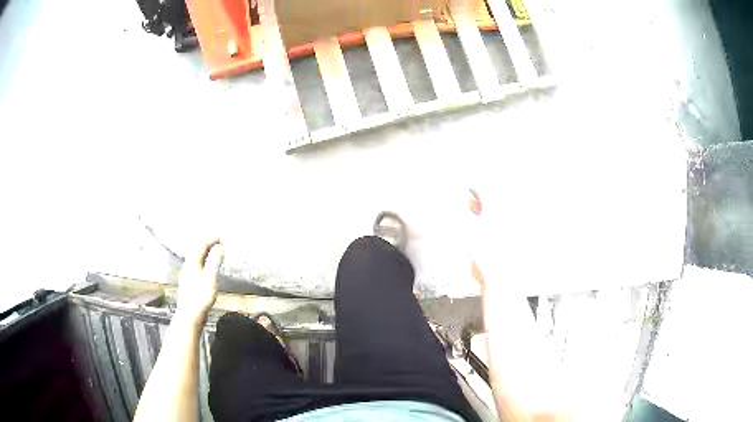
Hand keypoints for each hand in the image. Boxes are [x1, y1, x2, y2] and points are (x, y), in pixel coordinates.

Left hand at [175, 239, 224, 326]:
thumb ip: (214, 261)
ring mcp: (188, 274)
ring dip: (207, 253)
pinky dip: (205, 262)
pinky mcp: (189, 282)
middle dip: (210, 244)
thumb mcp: (210, 277)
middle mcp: (188, 265)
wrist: (190, 315)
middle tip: (222, 244)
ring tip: (217, 254)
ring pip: (197, 258)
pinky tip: (209, 269)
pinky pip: (198, 265)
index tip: (224, 239)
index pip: (202, 244)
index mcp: (192, 261)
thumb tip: (220, 247)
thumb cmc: (200, 296)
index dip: (213, 239)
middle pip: (198, 250)